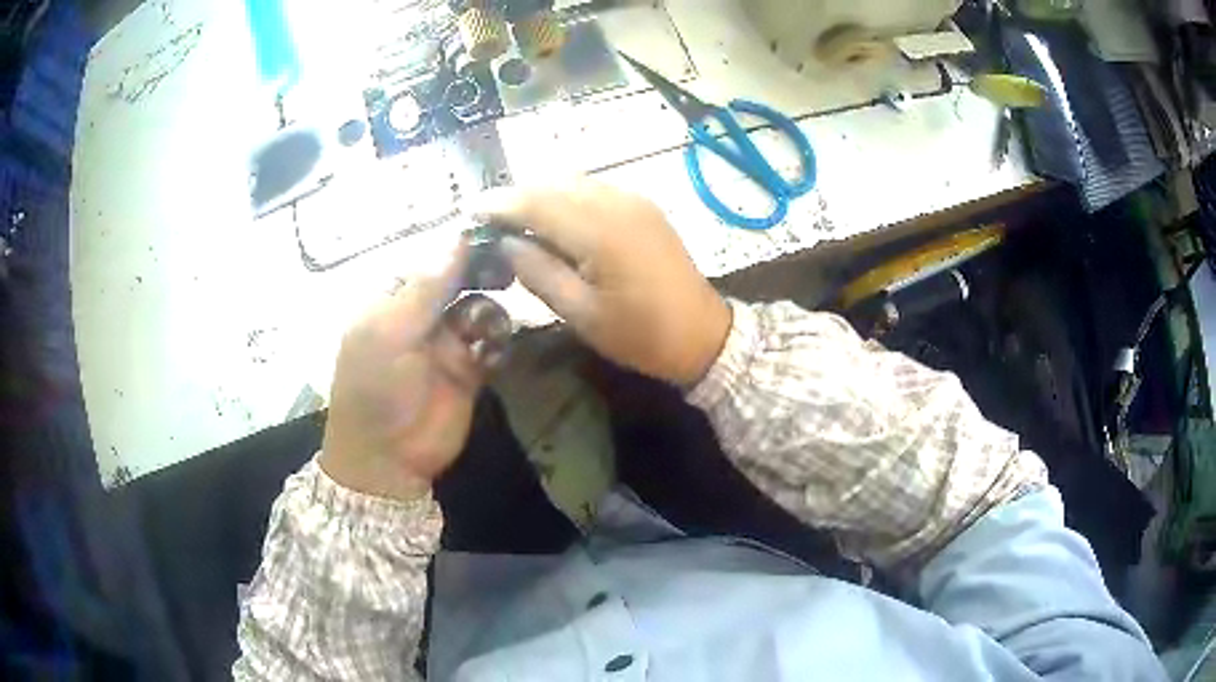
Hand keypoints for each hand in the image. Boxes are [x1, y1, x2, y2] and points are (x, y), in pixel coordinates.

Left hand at [320, 240, 484, 500]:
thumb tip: (460, 237)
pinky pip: (492, 342)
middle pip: (459, 280)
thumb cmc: (376, 388)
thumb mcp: (390, 333)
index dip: (459, 248)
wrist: (389, 458)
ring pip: (479, 308)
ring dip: (489, 311)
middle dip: (482, 274)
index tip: (491, 239)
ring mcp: (446, 342)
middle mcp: (420, 314)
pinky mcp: (470, 369)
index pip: (430, 260)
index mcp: (392, 299)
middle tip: (505, 275)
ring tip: (487, 330)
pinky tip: (492, 352)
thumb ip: (426, 287)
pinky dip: (497, 341)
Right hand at [475, 179, 730, 386]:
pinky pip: (593, 189)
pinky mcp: (642, 206)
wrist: (703, 334)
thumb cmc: (640, 334)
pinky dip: (565, 197)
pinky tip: (555, 221)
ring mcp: (633, 200)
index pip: (534, 202)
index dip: (497, 204)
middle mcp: (615, 202)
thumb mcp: (581, 314)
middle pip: (551, 184)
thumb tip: (505, 243)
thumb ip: (538, 272)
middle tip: (488, 222)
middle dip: (516, 197)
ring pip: (572, 182)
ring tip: (516, 223)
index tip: (468, 212)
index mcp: (599, 230)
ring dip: (540, 195)